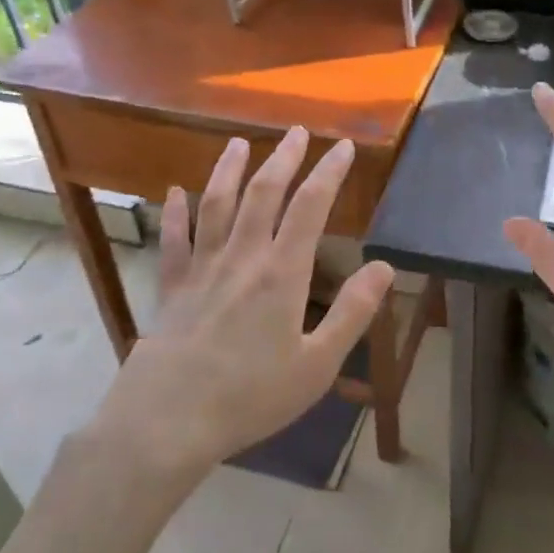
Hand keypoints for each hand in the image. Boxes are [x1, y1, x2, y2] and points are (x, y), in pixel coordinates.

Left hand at [94, 127, 394, 474]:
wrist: (167, 421)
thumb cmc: (250, 396)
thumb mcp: (317, 363)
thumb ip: (353, 313)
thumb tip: (386, 267)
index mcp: (282, 273)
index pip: (310, 207)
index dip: (329, 172)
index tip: (343, 146)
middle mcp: (242, 257)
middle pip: (264, 194)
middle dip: (284, 158)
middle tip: (297, 131)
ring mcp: (202, 269)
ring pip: (217, 205)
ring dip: (230, 170)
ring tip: (240, 143)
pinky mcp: (172, 287)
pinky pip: (174, 241)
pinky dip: (174, 213)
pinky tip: (175, 192)